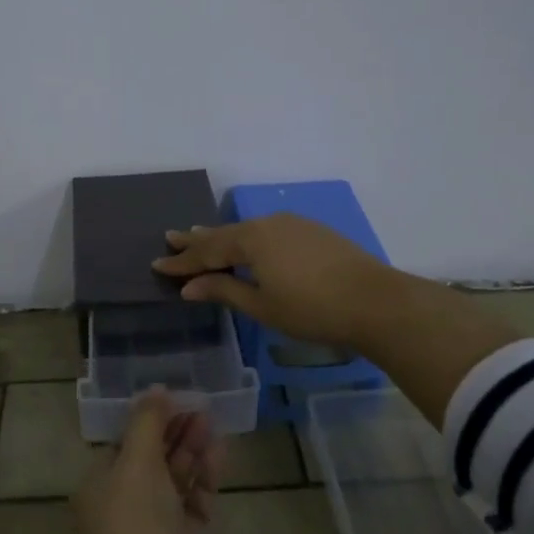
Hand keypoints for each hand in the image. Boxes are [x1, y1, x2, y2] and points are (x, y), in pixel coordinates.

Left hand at [72, 391, 219, 533]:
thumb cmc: (134, 525)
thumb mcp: (135, 463)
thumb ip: (148, 423)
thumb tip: (155, 389)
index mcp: (102, 484)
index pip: (125, 442)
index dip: (149, 419)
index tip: (174, 397)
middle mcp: (128, 503)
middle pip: (154, 457)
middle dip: (175, 430)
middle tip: (200, 404)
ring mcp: (159, 524)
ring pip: (178, 476)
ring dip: (193, 448)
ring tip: (212, 418)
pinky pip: (198, 499)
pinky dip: (208, 475)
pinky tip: (220, 450)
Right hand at [151, 212, 402, 350]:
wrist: (375, 300)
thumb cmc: (312, 309)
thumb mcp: (262, 306)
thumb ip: (224, 291)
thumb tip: (190, 287)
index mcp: (251, 240)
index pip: (207, 252)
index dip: (182, 262)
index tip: (158, 264)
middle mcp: (268, 224)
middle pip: (225, 234)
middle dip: (197, 240)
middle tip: (172, 237)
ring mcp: (293, 224)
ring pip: (247, 230)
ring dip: (223, 236)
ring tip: (202, 236)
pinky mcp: (313, 231)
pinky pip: (268, 231)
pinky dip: (249, 238)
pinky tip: (249, 243)